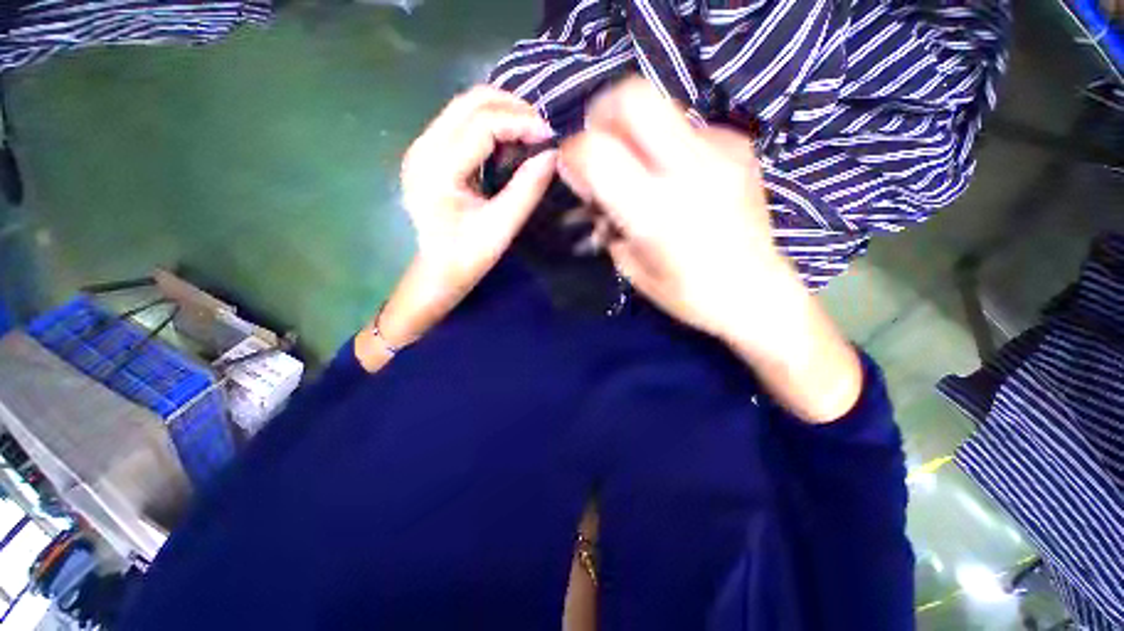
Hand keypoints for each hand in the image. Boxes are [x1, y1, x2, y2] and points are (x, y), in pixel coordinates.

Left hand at [400, 86, 556, 302]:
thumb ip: (527, 189)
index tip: (551, 136)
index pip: (481, 123)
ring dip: (501, 112)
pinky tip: (508, 141)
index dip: (520, 122)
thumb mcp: (502, 226)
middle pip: (469, 101)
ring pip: (465, 106)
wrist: (438, 270)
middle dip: (512, 108)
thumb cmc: (469, 256)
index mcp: (437, 169)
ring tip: (529, 133)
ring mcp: (422, 147)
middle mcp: (423, 148)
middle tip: (542, 130)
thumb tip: (552, 154)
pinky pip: (461, 121)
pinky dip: (490, 123)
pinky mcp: (428, 152)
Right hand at [559, 78, 861, 422]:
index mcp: (655, 211)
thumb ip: (606, 221)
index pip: (595, 151)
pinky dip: (669, 144)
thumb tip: (591, 190)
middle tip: (602, 146)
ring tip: (642, 168)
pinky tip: (679, 176)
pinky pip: (687, 126)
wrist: (755, 292)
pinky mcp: (739, 145)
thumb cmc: (687, 293)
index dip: (572, 154)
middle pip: (632, 96)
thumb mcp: (631, 267)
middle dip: (603, 115)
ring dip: (635, 131)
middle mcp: (688, 170)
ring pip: (660, 104)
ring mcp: (720, 151)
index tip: (573, 171)